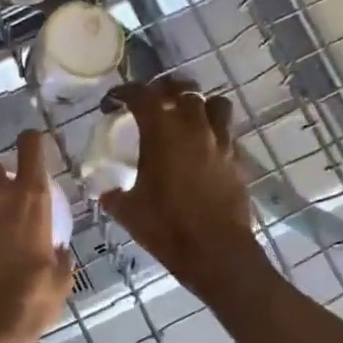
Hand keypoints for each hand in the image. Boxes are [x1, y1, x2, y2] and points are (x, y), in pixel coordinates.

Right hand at [99, 77, 260, 294]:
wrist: (215, 251)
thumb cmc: (166, 228)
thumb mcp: (127, 211)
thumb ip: (112, 194)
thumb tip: (104, 190)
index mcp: (162, 133)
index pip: (142, 96)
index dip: (123, 92)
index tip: (113, 101)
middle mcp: (194, 128)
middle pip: (182, 90)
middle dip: (163, 90)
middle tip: (151, 103)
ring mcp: (221, 142)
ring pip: (214, 103)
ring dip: (197, 105)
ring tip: (185, 117)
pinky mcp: (237, 159)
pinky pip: (227, 131)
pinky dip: (214, 130)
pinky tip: (203, 147)